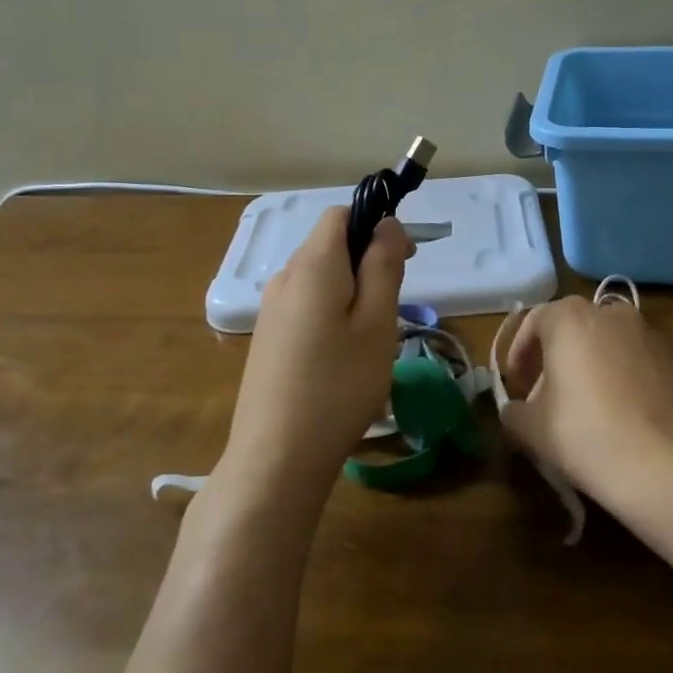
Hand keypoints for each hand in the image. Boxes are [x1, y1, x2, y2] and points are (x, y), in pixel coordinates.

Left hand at [219, 207, 413, 505]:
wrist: (276, 458)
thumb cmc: (338, 386)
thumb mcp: (377, 323)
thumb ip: (384, 266)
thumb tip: (387, 224)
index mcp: (312, 265)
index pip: (342, 214)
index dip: (376, 224)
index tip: (404, 259)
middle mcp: (284, 277)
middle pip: (330, 245)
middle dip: (367, 261)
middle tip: (395, 305)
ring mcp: (270, 309)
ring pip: (320, 278)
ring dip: (352, 290)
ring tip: (371, 338)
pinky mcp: (267, 338)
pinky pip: (306, 304)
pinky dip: (331, 312)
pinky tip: (342, 356)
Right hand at [499, 296, 672, 505]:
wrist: (665, 463)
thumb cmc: (586, 434)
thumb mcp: (532, 429)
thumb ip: (514, 411)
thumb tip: (516, 410)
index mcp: (570, 317)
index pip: (534, 322)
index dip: (520, 353)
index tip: (517, 384)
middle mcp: (610, 313)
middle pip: (572, 329)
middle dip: (555, 359)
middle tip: (546, 397)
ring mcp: (648, 334)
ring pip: (606, 343)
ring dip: (590, 366)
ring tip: (585, 407)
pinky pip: (636, 361)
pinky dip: (621, 377)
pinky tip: (620, 415)